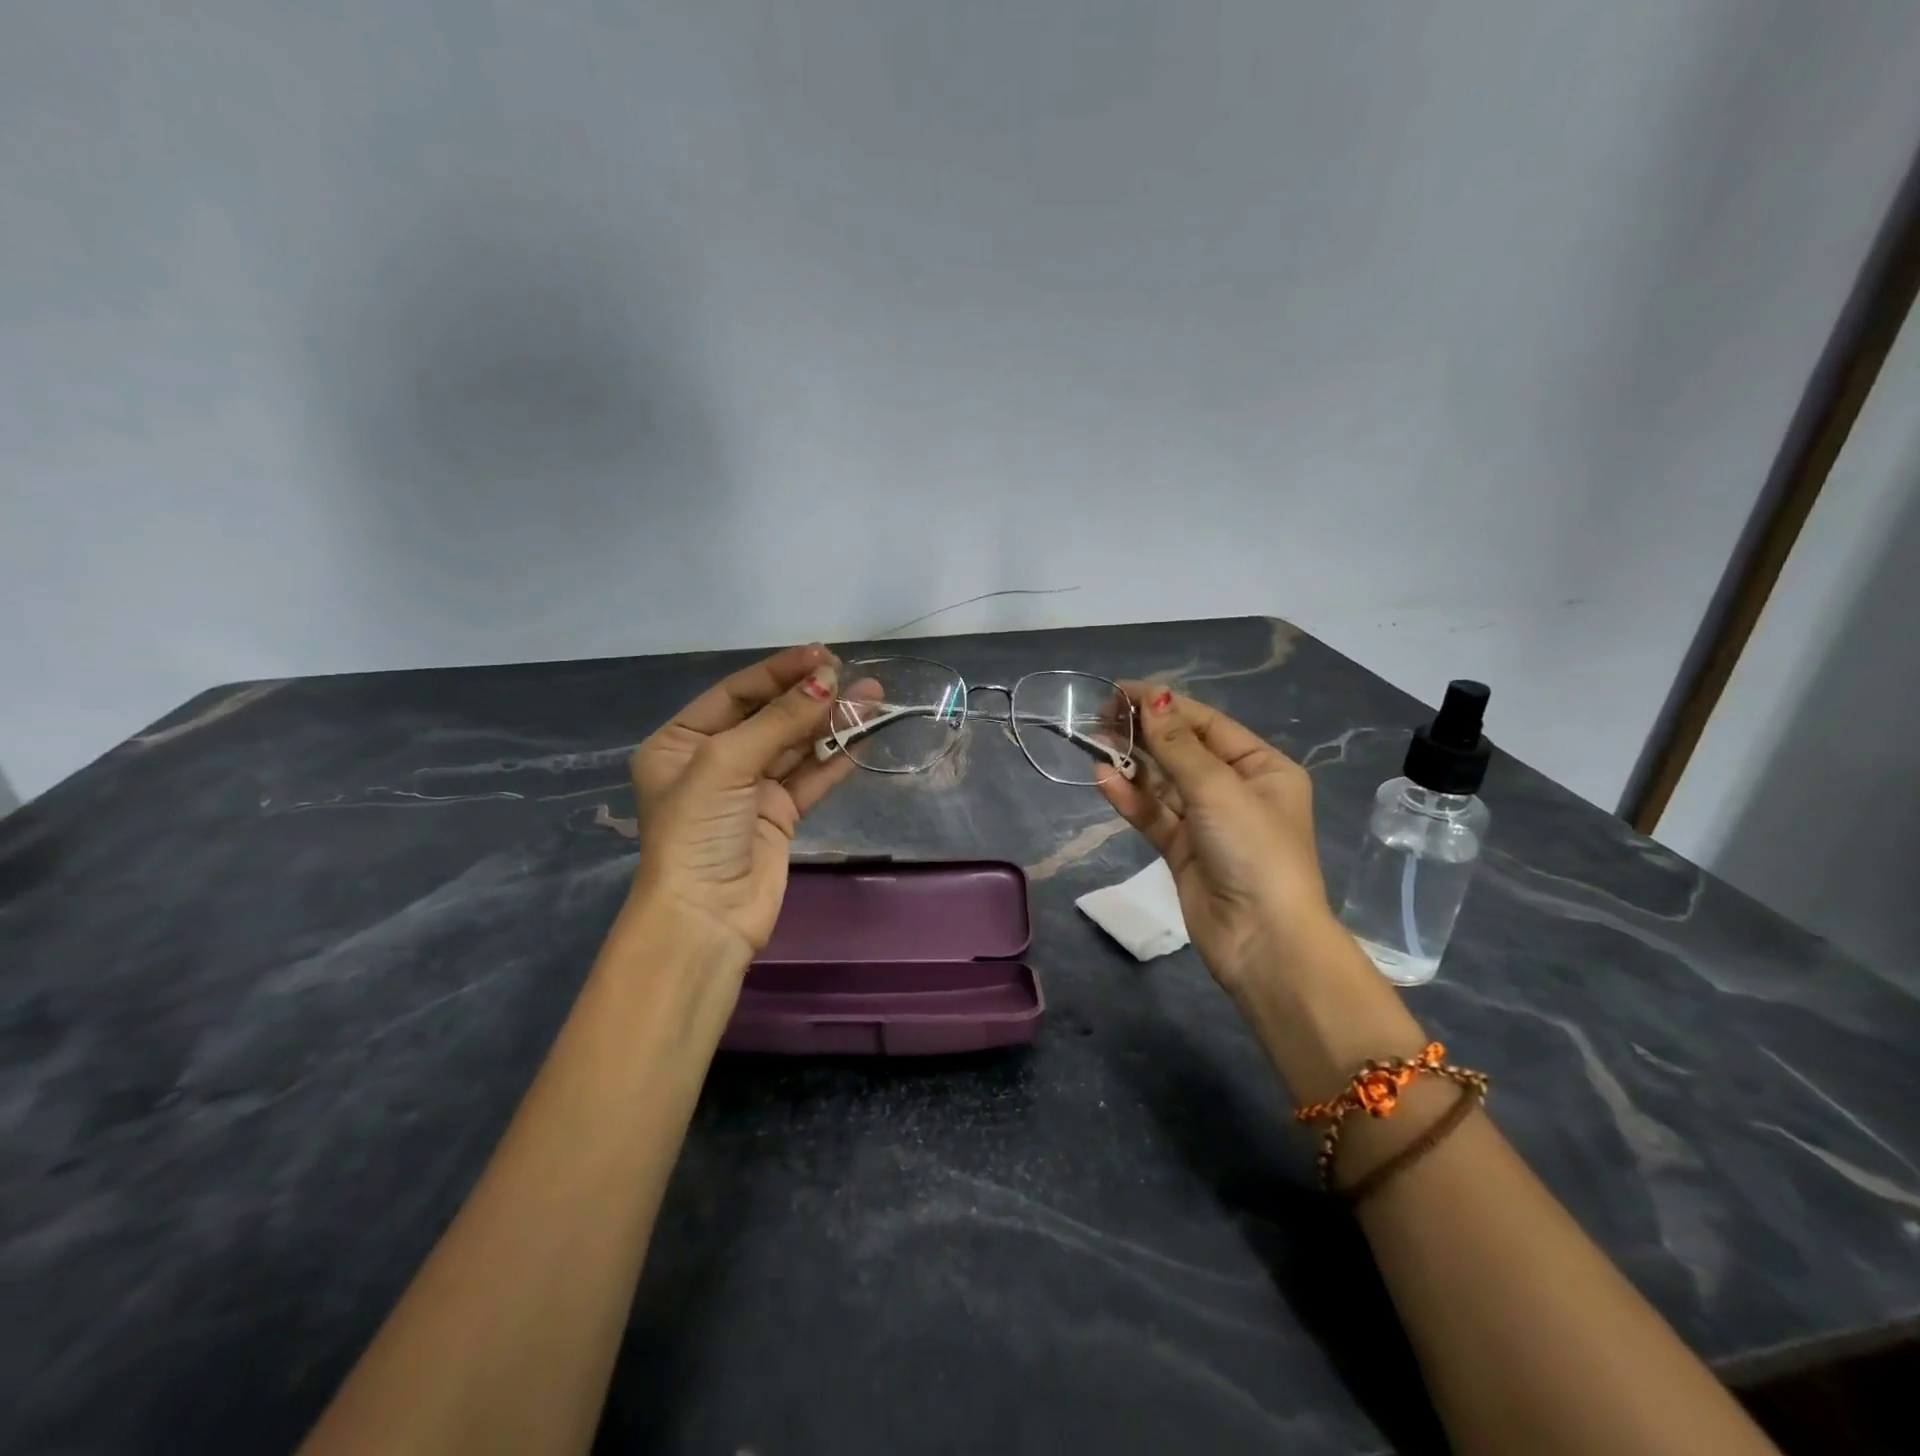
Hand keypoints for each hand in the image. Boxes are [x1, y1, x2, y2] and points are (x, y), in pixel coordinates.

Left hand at [627, 645, 854, 961]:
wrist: (707, 916)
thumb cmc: (698, 829)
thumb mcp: (727, 762)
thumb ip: (779, 719)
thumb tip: (828, 679)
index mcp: (681, 742)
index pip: (736, 693)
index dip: (779, 672)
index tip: (823, 655)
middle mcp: (714, 760)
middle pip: (769, 716)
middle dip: (811, 696)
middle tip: (854, 675)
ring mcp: (749, 788)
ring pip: (795, 745)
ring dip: (831, 723)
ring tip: (872, 697)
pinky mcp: (779, 814)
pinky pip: (811, 776)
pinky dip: (836, 756)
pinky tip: (864, 734)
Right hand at [1096, 685, 1336, 1001]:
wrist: (1263, 942)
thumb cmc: (1253, 851)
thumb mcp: (1218, 789)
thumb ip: (1178, 744)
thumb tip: (1152, 696)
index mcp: (1263, 769)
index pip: (1207, 725)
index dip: (1165, 705)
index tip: (1121, 690)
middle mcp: (1237, 791)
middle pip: (1183, 751)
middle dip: (1145, 733)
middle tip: (1100, 715)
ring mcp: (1208, 823)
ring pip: (1163, 784)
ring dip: (1133, 764)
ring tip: (1095, 742)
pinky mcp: (1184, 851)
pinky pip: (1153, 816)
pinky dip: (1130, 799)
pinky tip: (1104, 779)